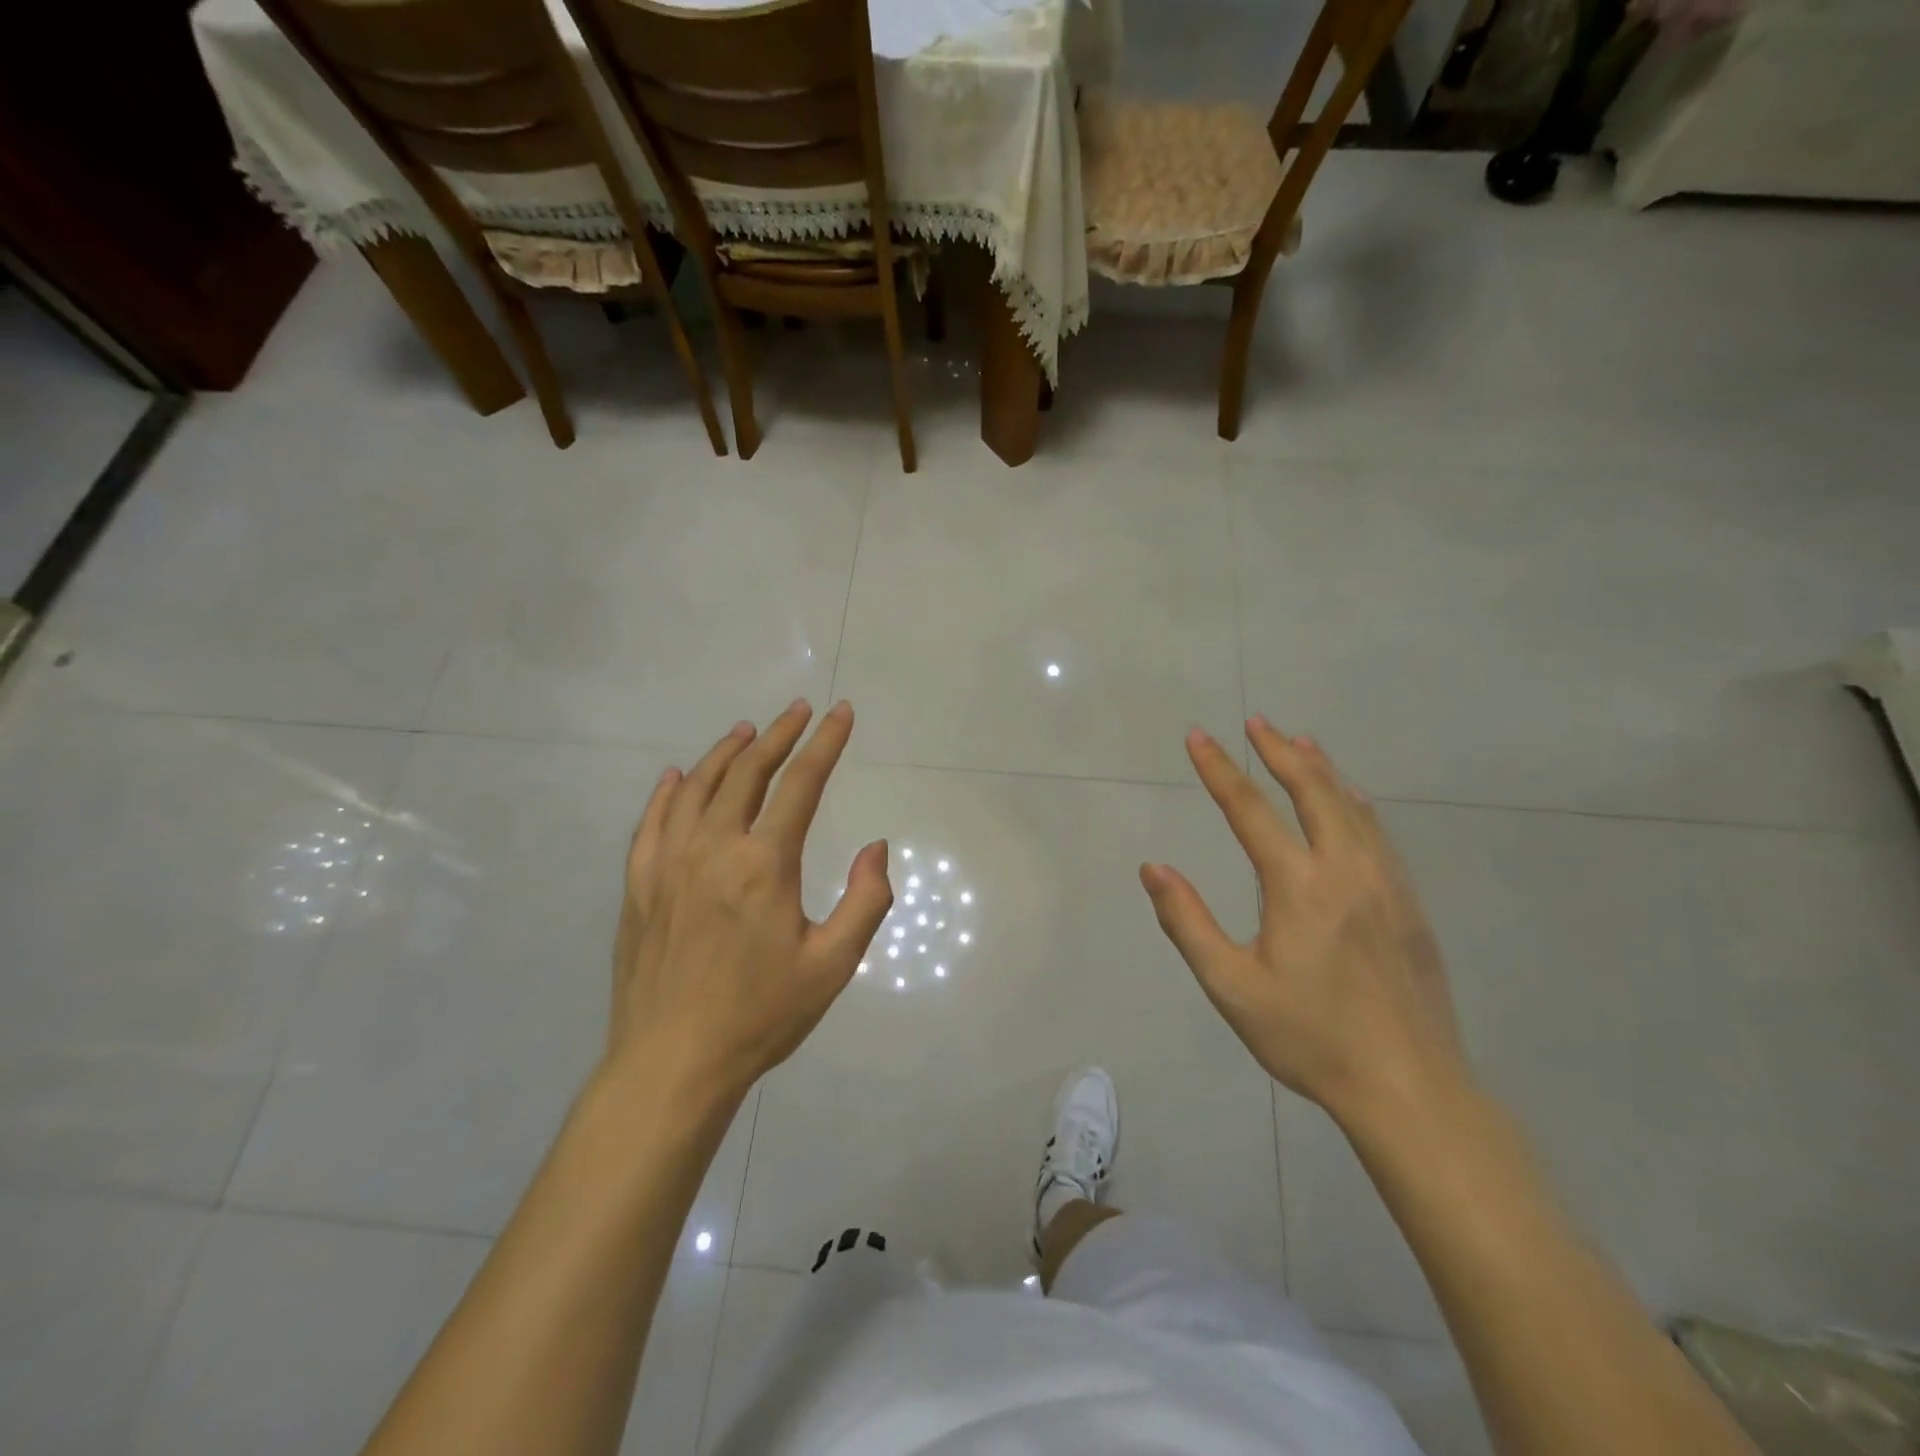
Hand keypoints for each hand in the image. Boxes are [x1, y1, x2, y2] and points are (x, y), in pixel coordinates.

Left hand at [609, 700, 890, 1097]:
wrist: (672, 1063)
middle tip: (799, 710)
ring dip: (726, 753)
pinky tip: (677, 777)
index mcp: (764, 863)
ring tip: (746, 731)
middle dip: (779, 735)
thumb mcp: (833, 964)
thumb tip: (876, 848)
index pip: (801, 784)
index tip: (841, 713)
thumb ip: (865, 901)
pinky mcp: (639, 886)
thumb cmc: (760, 1015)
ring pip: (698, 788)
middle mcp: (713, 848)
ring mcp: (668, 864)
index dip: (826, 743)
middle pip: (748, 773)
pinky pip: (652, 823)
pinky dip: (669, 792)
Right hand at [1140, 717, 1471, 1125]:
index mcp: (1300, 887)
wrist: (1410, 1089)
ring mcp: (1387, 884)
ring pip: (1352, 807)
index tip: (1199, 737)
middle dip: (1279, 752)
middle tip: (1256, 722)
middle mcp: (1347, 870)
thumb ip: (1187, 922)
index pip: (1251, 811)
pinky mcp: (1409, 904)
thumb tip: (1153, 868)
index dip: (1221, 770)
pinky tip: (1350, 799)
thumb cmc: (1310, 1038)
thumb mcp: (1231, 987)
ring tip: (1299, 742)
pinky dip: (1354, 802)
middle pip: (1312, 791)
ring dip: (1321, 769)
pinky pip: (1378, 833)